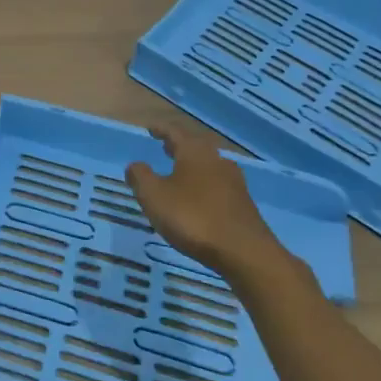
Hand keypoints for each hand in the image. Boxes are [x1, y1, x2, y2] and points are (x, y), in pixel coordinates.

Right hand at [125, 130, 283, 274]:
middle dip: (179, 146)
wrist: (245, 252)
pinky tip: (200, 198)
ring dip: (194, 165)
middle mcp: (216, 160)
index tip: (150, 129)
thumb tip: (135, 165)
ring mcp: (234, 182)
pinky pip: (219, 185)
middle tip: (165, 147)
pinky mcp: (243, 204)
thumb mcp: (154, 196)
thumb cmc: (193, 218)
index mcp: (194, 152)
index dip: (161, 130)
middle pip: (196, 146)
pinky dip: (205, 185)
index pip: (175, 132)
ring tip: (181, 173)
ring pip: (209, 165)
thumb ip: (141, 177)